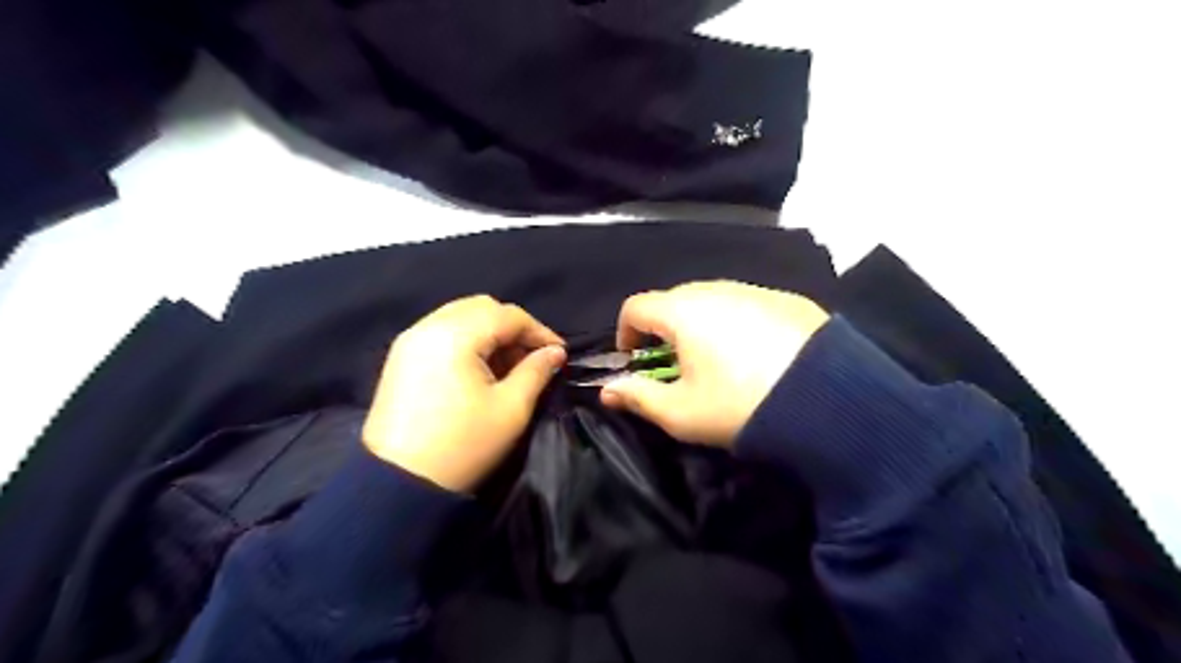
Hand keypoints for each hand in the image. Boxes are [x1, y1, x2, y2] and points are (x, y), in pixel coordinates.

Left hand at [365, 295, 567, 492]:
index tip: (559, 354)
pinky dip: (467, 341)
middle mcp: (428, 326)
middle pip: (482, 308)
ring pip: (460, 317)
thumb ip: (537, 371)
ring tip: (508, 365)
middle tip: (532, 357)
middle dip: (513, 328)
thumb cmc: (462, 445)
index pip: (507, 316)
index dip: (539, 331)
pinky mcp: (400, 357)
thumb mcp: (511, 409)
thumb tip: (555, 353)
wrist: (397, 485)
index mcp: (455, 335)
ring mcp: (409, 341)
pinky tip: (479, 369)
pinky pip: (442, 332)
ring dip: (490, 333)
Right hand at [601, 283, 827, 448]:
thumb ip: (638, 397)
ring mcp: (755, 290)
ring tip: (718, 362)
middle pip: (673, 301)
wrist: (829, 401)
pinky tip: (757, 355)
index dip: (625, 334)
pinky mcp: (787, 299)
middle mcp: (715, 289)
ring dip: (701, 326)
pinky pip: (746, 305)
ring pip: (712, 301)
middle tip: (676, 366)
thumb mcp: (681, 413)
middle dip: (664, 331)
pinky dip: (737, 324)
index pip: (635, 307)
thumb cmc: (740, 406)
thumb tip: (607, 391)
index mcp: (683, 310)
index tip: (633, 362)